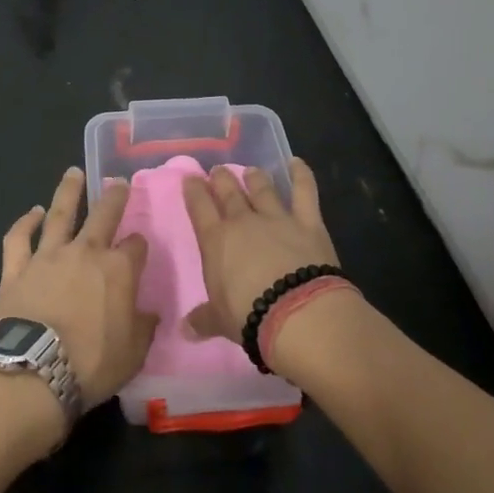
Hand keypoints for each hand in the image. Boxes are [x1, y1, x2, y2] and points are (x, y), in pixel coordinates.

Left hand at [0, 167, 157, 413]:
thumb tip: (150, 313)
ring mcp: (48, 256)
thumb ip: (143, 327)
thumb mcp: (133, 353)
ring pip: (60, 214)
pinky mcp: (16, 268)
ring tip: (73, 172)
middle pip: (103, 215)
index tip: (139, 247)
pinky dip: (25, 222)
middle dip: (114, 196)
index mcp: (118, 270)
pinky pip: (19, 238)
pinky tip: (32, 212)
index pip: (136, 246)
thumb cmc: (90, 365)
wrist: (32, 371)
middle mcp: (85, 252)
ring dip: (68, 191)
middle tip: (118, 181)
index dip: (139, 245)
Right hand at [182, 159, 339, 346]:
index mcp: (216, 240)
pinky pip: (304, 192)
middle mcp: (243, 221)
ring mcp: (277, 218)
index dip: (193, 190)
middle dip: (221, 179)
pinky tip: (297, 163)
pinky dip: (302, 175)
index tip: (190, 179)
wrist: (299, 314)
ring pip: (262, 188)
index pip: (199, 206)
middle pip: (228, 191)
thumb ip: (203, 319)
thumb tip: (185, 329)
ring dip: (254, 177)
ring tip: (250, 170)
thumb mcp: (220, 321)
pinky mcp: (308, 222)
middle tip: (218, 172)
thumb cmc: (250, 317)